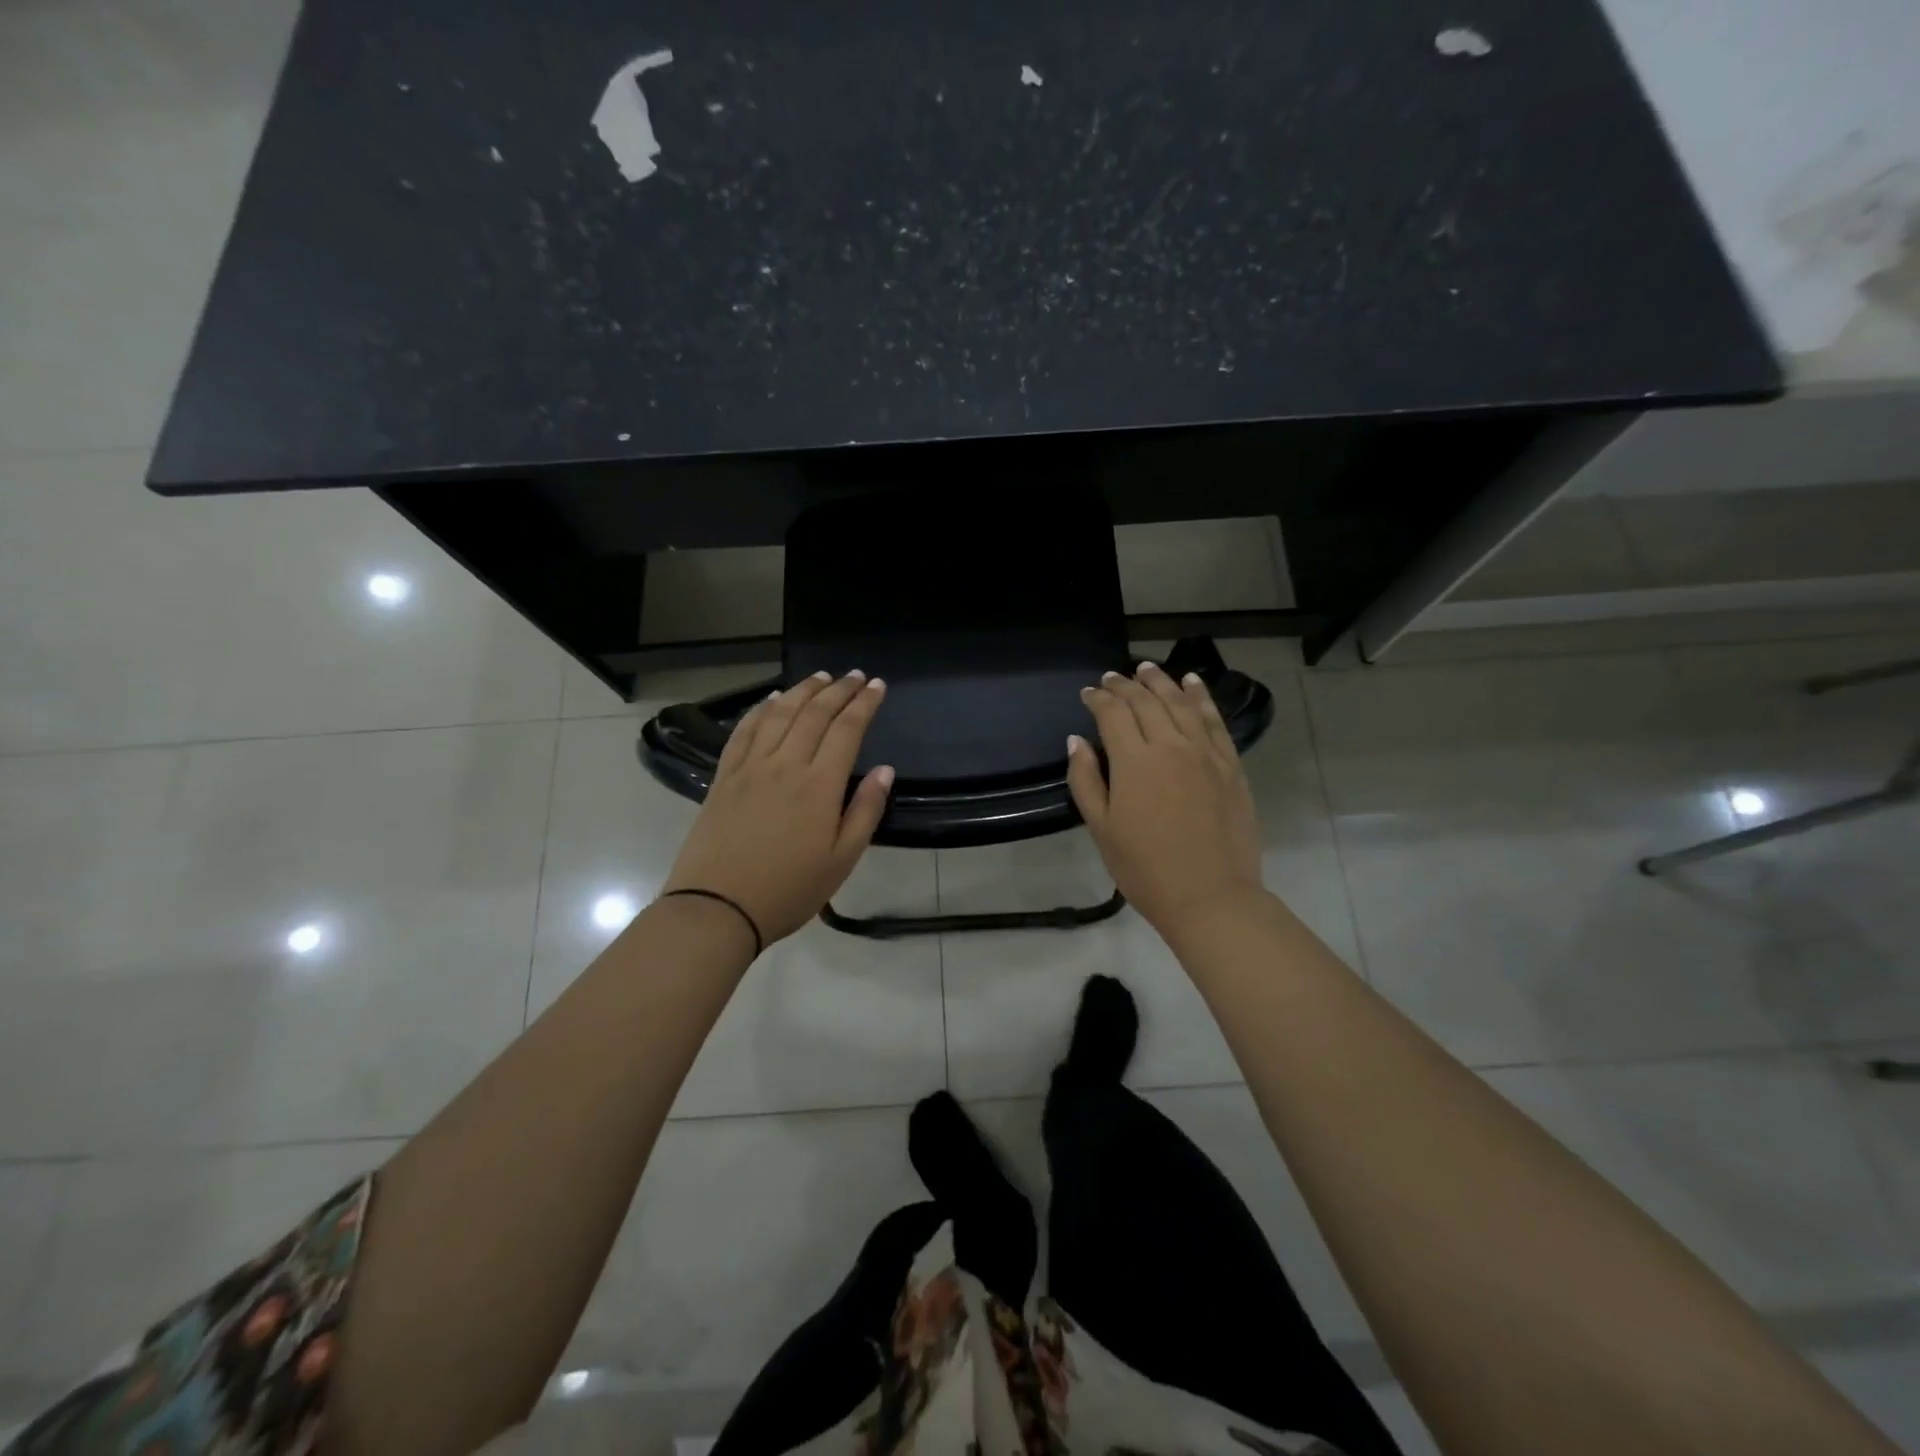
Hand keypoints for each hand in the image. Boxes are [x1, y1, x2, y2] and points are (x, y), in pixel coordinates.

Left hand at [663, 670, 892, 945]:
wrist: (717, 908)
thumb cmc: (789, 890)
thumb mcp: (842, 860)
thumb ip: (866, 811)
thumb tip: (885, 770)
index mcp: (819, 785)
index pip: (847, 729)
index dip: (864, 703)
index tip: (877, 685)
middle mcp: (785, 764)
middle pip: (815, 713)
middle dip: (838, 690)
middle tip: (855, 676)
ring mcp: (750, 767)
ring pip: (780, 714)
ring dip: (802, 690)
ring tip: (820, 677)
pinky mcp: (724, 776)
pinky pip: (744, 730)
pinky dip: (761, 709)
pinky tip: (772, 699)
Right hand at [1066, 662, 1265, 937]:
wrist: (1211, 897)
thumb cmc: (1145, 869)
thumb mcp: (1101, 829)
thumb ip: (1086, 780)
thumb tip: (1077, 741)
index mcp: (1134, 761)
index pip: (1113, 713)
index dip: (1098, 698)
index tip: (1088, 693)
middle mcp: (1171, 745)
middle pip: (1146, 701)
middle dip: (1125, 685)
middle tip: (1112, 677)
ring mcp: (1206, 752)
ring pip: (1181, 702)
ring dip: (1161, 681)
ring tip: (1146, 668)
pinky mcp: (1231, 764)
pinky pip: (1214, 720)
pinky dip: (1201, 697)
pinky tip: (1192, 683)